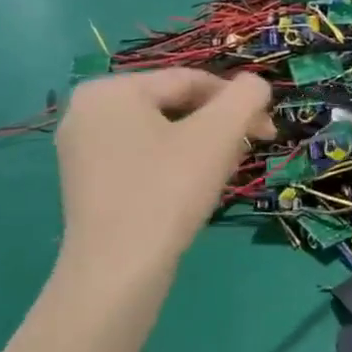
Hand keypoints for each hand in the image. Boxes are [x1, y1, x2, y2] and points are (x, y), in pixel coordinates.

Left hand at [53, 70, 273, 282]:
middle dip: (219, 127)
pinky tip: (194, 189)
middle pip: (175, 106)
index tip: (269, 131)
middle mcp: (87, 111)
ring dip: (203, 146)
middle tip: (247, 154)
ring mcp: (82, 149)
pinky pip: (143, 157)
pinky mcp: (87, 183)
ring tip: (224, 174)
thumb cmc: (168, 190)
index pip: (191, 81)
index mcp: (112, 89)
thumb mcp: (219, 134)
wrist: (119, 270)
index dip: (239, 101)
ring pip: (162, 133)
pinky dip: (175, 164)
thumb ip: (247, 96)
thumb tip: (257, 85)